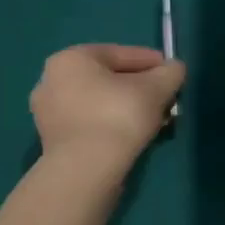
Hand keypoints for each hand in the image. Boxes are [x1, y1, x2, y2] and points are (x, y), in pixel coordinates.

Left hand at [30, 44, 185, 177]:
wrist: (86, 170)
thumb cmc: (119, 115)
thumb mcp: (157, 88)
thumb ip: (170, 73)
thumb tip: (175, 69)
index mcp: (71, 58)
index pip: (122, 54)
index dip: (153, 62)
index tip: (173, 74)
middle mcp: (52, 80)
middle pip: (110, 79)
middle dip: (141, 88)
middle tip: (166, 100)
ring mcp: (49, 113)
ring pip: (101, 102)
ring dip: (129, 108)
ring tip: (156, 120)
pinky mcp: (54, 141)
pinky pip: (92, 123)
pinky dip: (114, 124)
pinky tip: (135, 135)